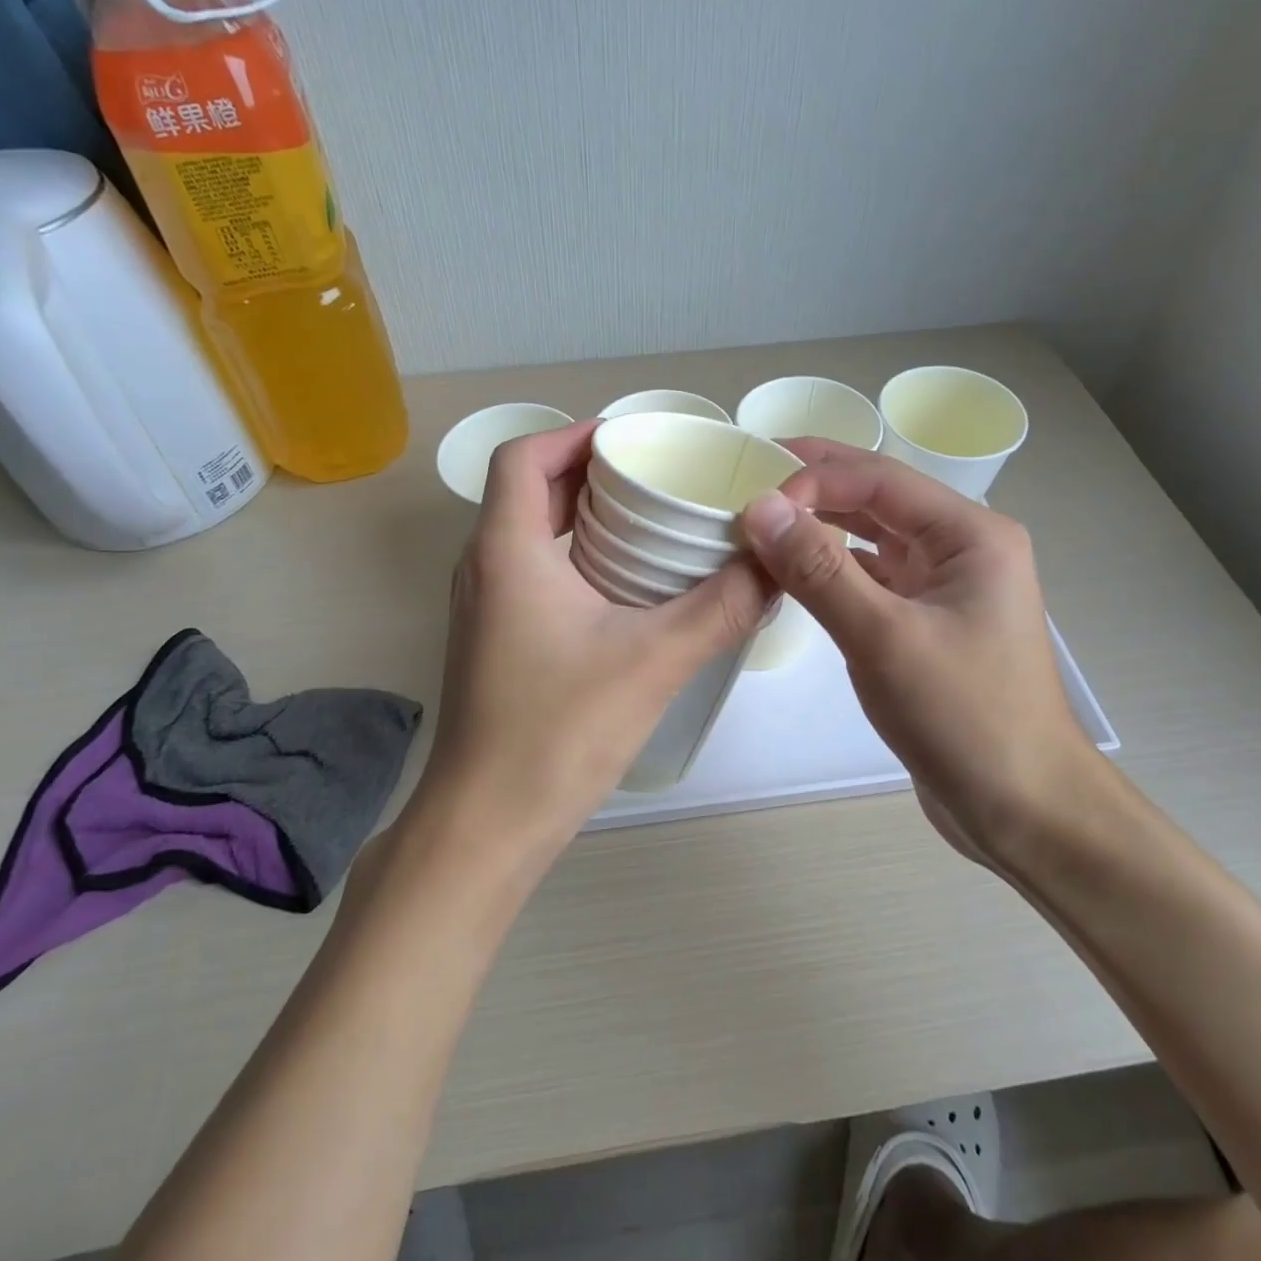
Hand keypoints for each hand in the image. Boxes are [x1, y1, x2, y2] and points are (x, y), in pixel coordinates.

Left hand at [422, 419, 770, 853]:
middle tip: (656, 478)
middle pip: (528, 490)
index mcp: (507, 550)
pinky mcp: (494, 641)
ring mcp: (484, 607)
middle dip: (589, 473)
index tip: (632, 441)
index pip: (522, 456)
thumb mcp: (655, 661)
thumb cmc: (558, 732)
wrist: (487, 825)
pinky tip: (626, 587)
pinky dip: (575, 557)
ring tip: (649, 522)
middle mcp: (484, 568)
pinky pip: (533, 572)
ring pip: (530, 533)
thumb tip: (776, 562)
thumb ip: (723, 606)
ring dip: (582, 517)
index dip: (573, 434)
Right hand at [740, 441, 1106, 866]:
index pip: (879, 480)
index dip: (813, 478)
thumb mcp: (884, 639)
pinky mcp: (926, 621)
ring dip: (820, 526)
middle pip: (878, 498)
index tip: (753, 500)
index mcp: (970, 534)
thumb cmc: (965, 718)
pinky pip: (871, 577)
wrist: (1023, 808)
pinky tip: (792, 571)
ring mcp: (944, 585)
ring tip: (762, 518)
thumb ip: (819, 570)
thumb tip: (760, 508)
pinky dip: (831, 568)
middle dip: (815, 485)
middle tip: (748, 474)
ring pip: (872, 537)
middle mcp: (961, 548)